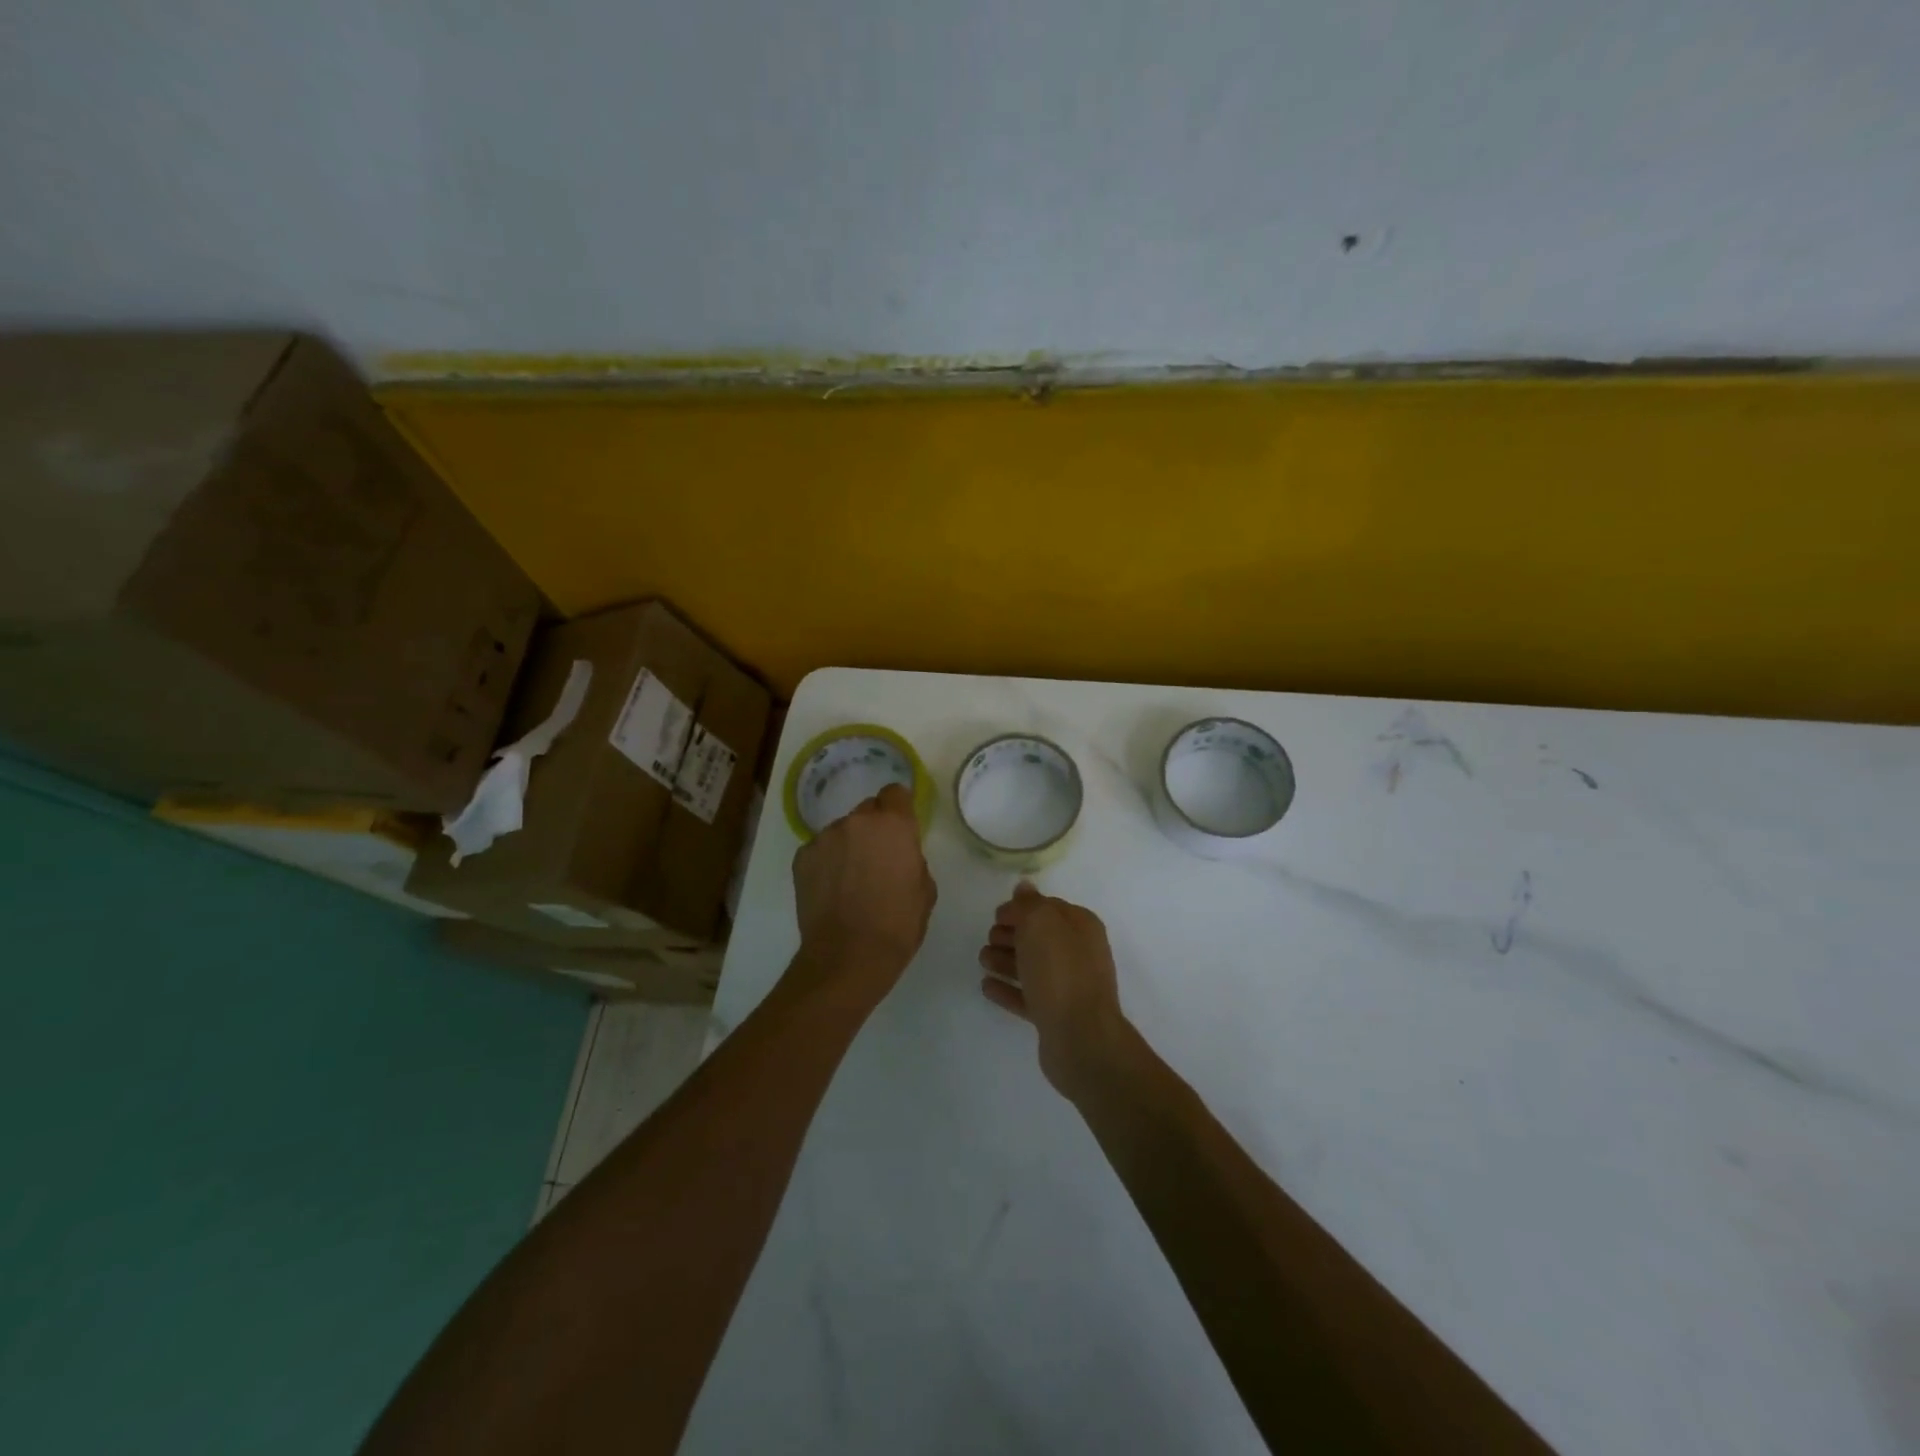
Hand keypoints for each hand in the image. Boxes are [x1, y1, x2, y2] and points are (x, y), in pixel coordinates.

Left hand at [791, 782, 935, 999]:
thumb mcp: (925, 890)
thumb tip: (899, 856)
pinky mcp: (802, 857)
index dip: (899, 808)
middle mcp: (857, 821)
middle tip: (877, 859)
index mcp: (893, 825)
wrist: (848, 956)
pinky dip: (826, 863)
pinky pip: (820, 850)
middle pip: (867, 811)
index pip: (895, 793)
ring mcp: (825, 837)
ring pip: (842, 831)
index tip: (900, 828)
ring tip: (850, 880)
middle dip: (874, 828)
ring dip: (848, 846)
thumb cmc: (897, 925)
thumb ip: (912, 859)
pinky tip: (831, 889)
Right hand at [978, 882, 1131, 1098]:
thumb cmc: (1060, 971)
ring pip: (1032, 966)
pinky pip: (1027, 996)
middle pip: (1039, 937)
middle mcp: (1078, 953)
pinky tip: (986, 987)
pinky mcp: (1056, 1015)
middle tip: (989, 938)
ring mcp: (1068, 986)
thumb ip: (1030, 903)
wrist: (1081, 1037)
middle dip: (1011, 934)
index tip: (995, 915)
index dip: (1020, 909)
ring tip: (982, 960)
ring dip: (1005, 960)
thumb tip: (1024, 886)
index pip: (1047, 908)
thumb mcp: (1042, 923)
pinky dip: (1008, 989)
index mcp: (1081, 926)